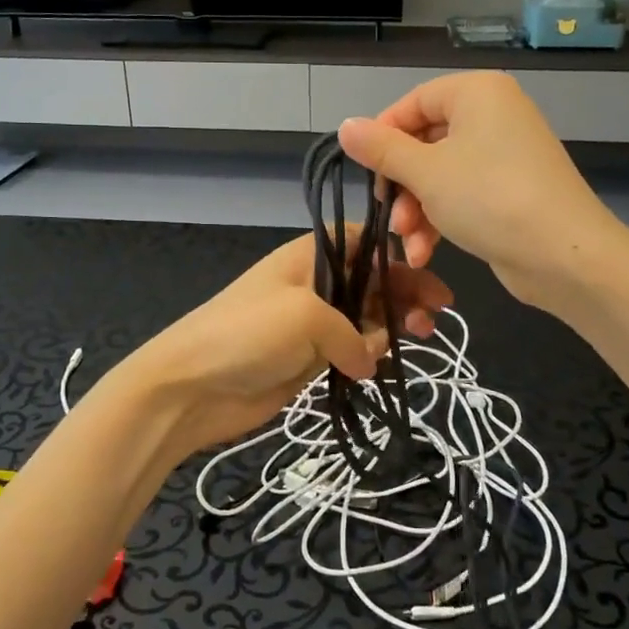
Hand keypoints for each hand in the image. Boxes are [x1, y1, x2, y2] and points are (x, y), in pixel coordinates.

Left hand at [118, 231, 451, 459]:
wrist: (189, 387)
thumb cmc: (246, 334)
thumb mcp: (306, 316)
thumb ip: (353, 334)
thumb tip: (368, 360)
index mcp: (309, 256)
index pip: (362, 241)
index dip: (397, 253)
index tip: (430, 270)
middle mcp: (314, 283)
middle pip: (370, 280)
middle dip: (405, 291)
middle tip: (439, 313)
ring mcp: (311, 323)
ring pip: (365, 317)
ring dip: (394, 324)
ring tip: (421, 336)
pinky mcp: (308, 359)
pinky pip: (351, 350)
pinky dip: (372, 355)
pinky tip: (387, 364)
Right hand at [338, 72, 622, 308]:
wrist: (565, 255)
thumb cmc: (489, 199)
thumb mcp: (425, 173)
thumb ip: (381, 149)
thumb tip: (345, 127)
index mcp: (476, 93)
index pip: (413, 103)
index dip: (383, 136)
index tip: (365, 171)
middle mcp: (494, 114)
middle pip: (425, 142)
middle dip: (402, 186)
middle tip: (389, 215)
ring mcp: (506, 153)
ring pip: (441, 174)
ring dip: (417, 210)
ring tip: (410, 244)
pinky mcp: (512, 189)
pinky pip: (464, 194)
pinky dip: (442, 219)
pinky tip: (425, 253)